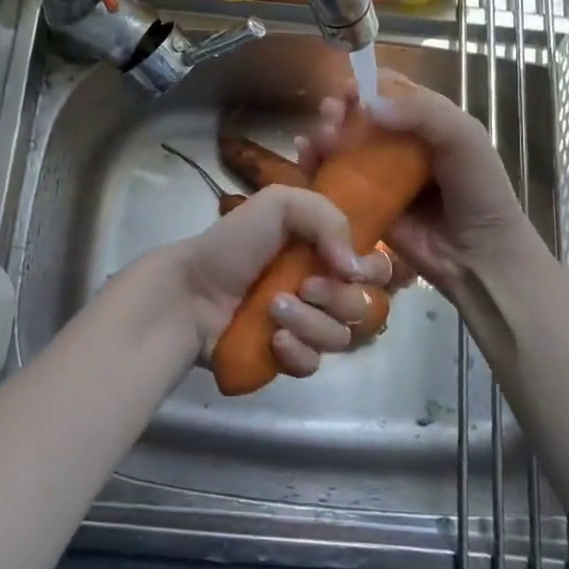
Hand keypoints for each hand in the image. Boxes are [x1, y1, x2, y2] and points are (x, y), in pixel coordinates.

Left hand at [121, 185, 393, 376]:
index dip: (373, 271)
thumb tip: (357, 267)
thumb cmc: (234, 244)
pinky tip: (273, 339)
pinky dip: (297, 351)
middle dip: (339, 297)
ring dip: (310, 321)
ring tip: (273, 308)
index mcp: (326, 251)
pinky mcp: (288, 358)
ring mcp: (308, 326)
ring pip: (342, 337)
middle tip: (304, 286)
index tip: (349, 268)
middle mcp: (324, 288)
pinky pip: (314, 364)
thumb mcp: (279, 204)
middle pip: (367, 307)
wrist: (190, 292)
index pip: (378, 268)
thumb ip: (329, 218)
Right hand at [297, 69, 539, 296]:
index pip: (388, 89)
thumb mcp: (464, 138)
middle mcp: (398, 141)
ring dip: (322, 134)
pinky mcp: (362, 202)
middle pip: (357, 114)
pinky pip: (332, 179)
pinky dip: (314, 164)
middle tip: (331, 117)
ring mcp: (378, 173)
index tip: (348, 90)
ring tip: (317, 142)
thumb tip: (368, 106)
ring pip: (340, 143)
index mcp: (425, 119)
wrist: (480, 255)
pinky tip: (305, 158)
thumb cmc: (479, 190)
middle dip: (338, 109)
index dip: (366, 84)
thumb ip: (423, 113)